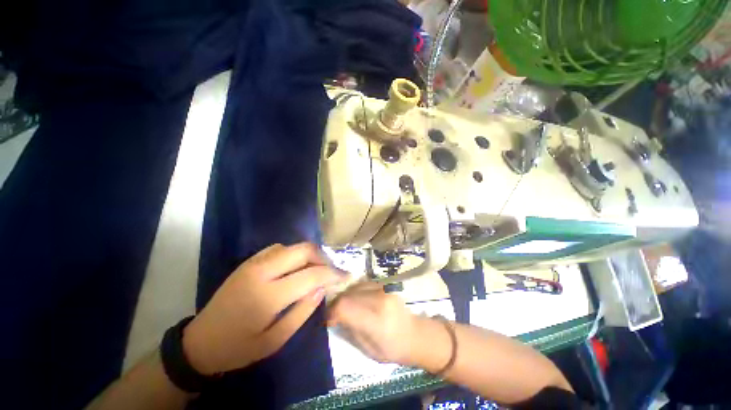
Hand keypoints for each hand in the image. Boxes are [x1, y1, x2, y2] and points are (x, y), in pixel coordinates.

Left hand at [182, 243, 346, 373]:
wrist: (200, 342)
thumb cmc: (238, 348)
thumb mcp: (274, 341)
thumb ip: (302, 312)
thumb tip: (322, 288)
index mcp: (267, 295)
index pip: (311, 275)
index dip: (332, 273)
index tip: (345, 275)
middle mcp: (261, 271)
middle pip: (303, 250)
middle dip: (323, 257)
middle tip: (331, 270)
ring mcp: (253, 263)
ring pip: (293, 246)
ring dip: (309, 255)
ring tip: (317, 269)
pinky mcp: (249, 261)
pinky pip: (279, 248)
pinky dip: (294, 254)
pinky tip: (296, 267)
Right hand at [326, 283, 418, 364]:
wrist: (415, 334)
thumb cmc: (393, 348)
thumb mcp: (368, 350)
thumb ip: (350, 331)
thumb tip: (335, 318)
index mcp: (376, 320)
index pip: (345, 307)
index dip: (332, 312)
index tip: (329, 320)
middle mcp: (379, 300)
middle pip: (348, 295)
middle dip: (337, 304)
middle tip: (335, 314)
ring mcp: (384, 289)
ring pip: (354, 286)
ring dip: (346, 296)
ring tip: (347, 307)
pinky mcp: (385, 284)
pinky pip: (363, 283)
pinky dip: (356, 291)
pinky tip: (358, 300)